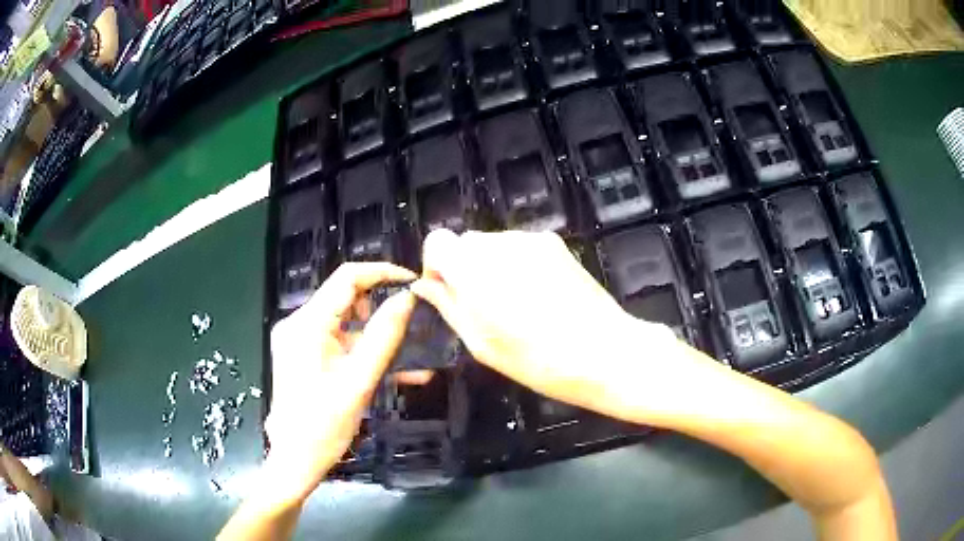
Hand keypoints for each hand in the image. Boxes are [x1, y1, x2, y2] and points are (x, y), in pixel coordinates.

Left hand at [264, 262, 415, 503]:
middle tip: (413, 321)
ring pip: (345, 322)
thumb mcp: (359, 381)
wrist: (295, 459)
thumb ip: (384, 337)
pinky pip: (339, 343)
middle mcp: (298, 324)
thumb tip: (407, 299)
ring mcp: (300, 340)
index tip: (413, 282)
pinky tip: (394, 370)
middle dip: (381, 306)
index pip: (347, 278)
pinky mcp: (304, 355)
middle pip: (345, 298)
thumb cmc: (324, 425)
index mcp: (307, 325)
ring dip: (376, 334)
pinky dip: (362, 351)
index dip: (382, 272)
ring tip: (409, 355)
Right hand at [410, 229, 682, 421]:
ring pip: (494, 245)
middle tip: (482, 308)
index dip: (436, 266)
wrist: (604, 352)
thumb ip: (448, 306)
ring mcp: (531, 240)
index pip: (437, 241)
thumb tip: (426, 286)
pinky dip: (518, 265)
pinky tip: (538, 296)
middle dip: (464, 269)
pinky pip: (521, 248)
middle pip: (466, 243)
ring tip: (516, 306)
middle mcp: (499, 244)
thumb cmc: (537, 360)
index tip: (447, 293)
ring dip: (492, 268)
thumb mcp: (481, 343)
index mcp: (473, 268)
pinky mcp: (555, 244)